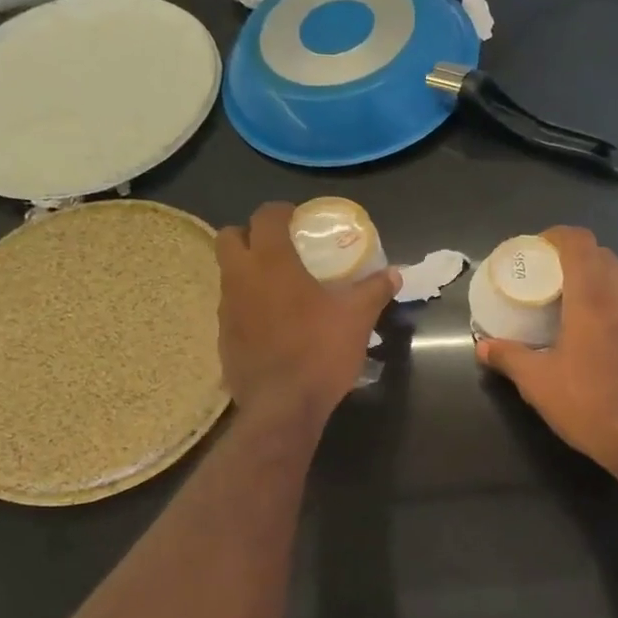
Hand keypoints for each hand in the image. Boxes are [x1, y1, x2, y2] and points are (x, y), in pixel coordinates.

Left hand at [216, 202, 396, 426]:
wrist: (282, 407)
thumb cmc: (320, 352)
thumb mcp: (357, 318)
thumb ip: (374, 290)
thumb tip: (395, 274)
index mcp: (271, 262)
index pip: (264, 216)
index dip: (280, 211)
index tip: (298, 219)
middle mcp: (240, 278)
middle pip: (229, 237)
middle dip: (250, 235)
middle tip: (279, 249)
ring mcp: (227, 310)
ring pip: (228, 275)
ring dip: (248, 272)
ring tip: (279, 289)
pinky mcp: (223, 339)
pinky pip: (232, 310)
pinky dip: (248, 307)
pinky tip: (272, 326)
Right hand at [477, 227, 617, 473]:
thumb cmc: (590, 405)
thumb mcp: (538, 383)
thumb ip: (509, 358)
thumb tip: (482, 346)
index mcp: (593, 297)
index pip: (580, 243)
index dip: (558, 236)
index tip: (539, 247)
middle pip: (604, 256)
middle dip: (578, 257)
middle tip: (553, 277)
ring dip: (605, 276)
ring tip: (583, 299)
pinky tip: (607, 330)